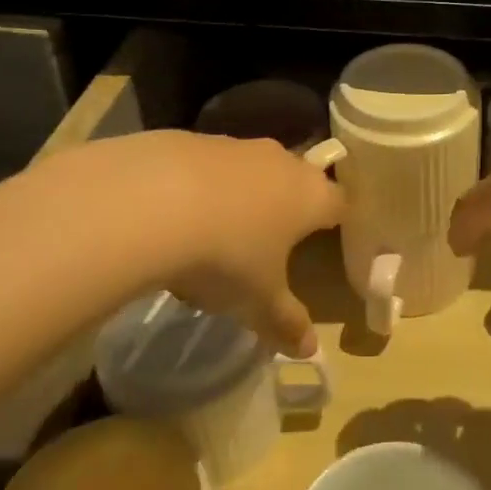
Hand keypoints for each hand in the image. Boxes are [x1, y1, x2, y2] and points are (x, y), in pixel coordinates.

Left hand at [96, 131, 342, 356]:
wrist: (151, 201)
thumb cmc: (226, 255)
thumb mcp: (257, 301)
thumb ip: (286, 322)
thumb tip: (310, 350)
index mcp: (310, 196)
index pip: (339, 203)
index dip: (336, 220)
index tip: (328, 236)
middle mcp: (281, 162)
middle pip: (297, 179)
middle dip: (288, 206)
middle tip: (273, 239)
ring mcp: (236, 146)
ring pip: (252, 170)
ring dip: (243, 194)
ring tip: (218, 233)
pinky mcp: (192, 139)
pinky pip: (209, 166)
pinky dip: (202, 186)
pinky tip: (176, 216)